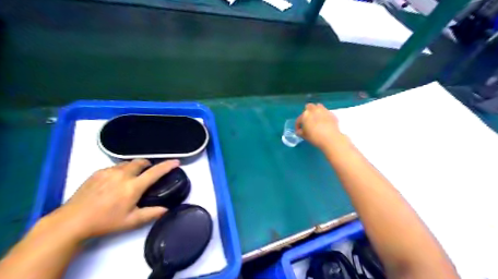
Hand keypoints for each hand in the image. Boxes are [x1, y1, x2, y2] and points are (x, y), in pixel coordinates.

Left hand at [47, 159, 179, 239]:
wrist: (72, 221)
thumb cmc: (105, 222)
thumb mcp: (131, 221)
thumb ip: (151, 214)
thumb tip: (166, 209)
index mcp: (133, 187)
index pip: (155, 172)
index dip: (167, 165)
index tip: (176, 162)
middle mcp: (122, 175)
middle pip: (141, 162)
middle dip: (148, 164)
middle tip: (148, 173)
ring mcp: (108, 172)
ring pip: (127, 163)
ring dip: (134, 167)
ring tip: (132, 177)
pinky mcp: (97, 172)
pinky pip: (115, 167)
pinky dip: (121, 170)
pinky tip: (115, 181)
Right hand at [295, 103, 342, 150]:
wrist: (330, 138)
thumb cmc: (314, 137)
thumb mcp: (304, 136)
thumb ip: (300, 132)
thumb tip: (299, 131)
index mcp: (305, 115)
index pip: (299, 119)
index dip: (298, 125)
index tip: (299, 130)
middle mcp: (313, 110)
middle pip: (308, 107)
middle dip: (307, 112)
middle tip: (308, 120)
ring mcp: (323, 110)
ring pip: (318, 106)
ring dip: (316, 110)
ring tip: (316, 117)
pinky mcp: (331, 113)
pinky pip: (325, 111)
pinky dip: (323, 114)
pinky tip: (324, 120)